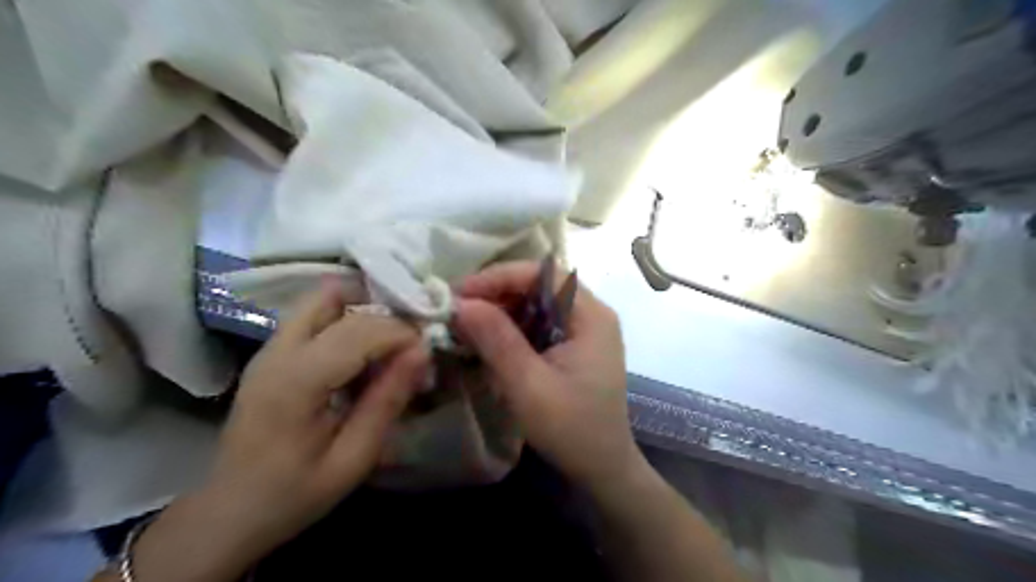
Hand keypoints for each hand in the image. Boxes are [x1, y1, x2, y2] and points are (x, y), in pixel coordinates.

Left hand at [132, 281, 427, 580]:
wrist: (229, 512)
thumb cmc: (294, 494)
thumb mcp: (353, 458)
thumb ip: (387, 401)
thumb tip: (422, 352)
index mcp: (296, 381)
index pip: (360, 330)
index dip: (401, 333)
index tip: (426, 355)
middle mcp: (278, 351)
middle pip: (340, 301)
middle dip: (385, 317)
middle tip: (413, 346)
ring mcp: (270, 347)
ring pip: (323, 298)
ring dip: (364, 308)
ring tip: (392, 340)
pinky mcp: (272, 351)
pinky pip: (315, 315)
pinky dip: (348, 318)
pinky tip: (365, 352)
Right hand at [454, 261, 640, 492]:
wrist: (602, 468)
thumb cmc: (571, 429)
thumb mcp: (528, 386)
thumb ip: (497, 340)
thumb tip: (462, 303)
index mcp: (591, 315)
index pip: (544, 273)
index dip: (501, 276)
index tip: (462, 293)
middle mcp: (590, 314)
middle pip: (540, 286)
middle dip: (497, 293)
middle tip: (458, 310)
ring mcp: (583, 329)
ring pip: (536, 304)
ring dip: (500, 311)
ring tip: (467, 325)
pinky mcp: (573, 346)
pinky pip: (538, 324)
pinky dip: (511, 329)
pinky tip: (488, 341)